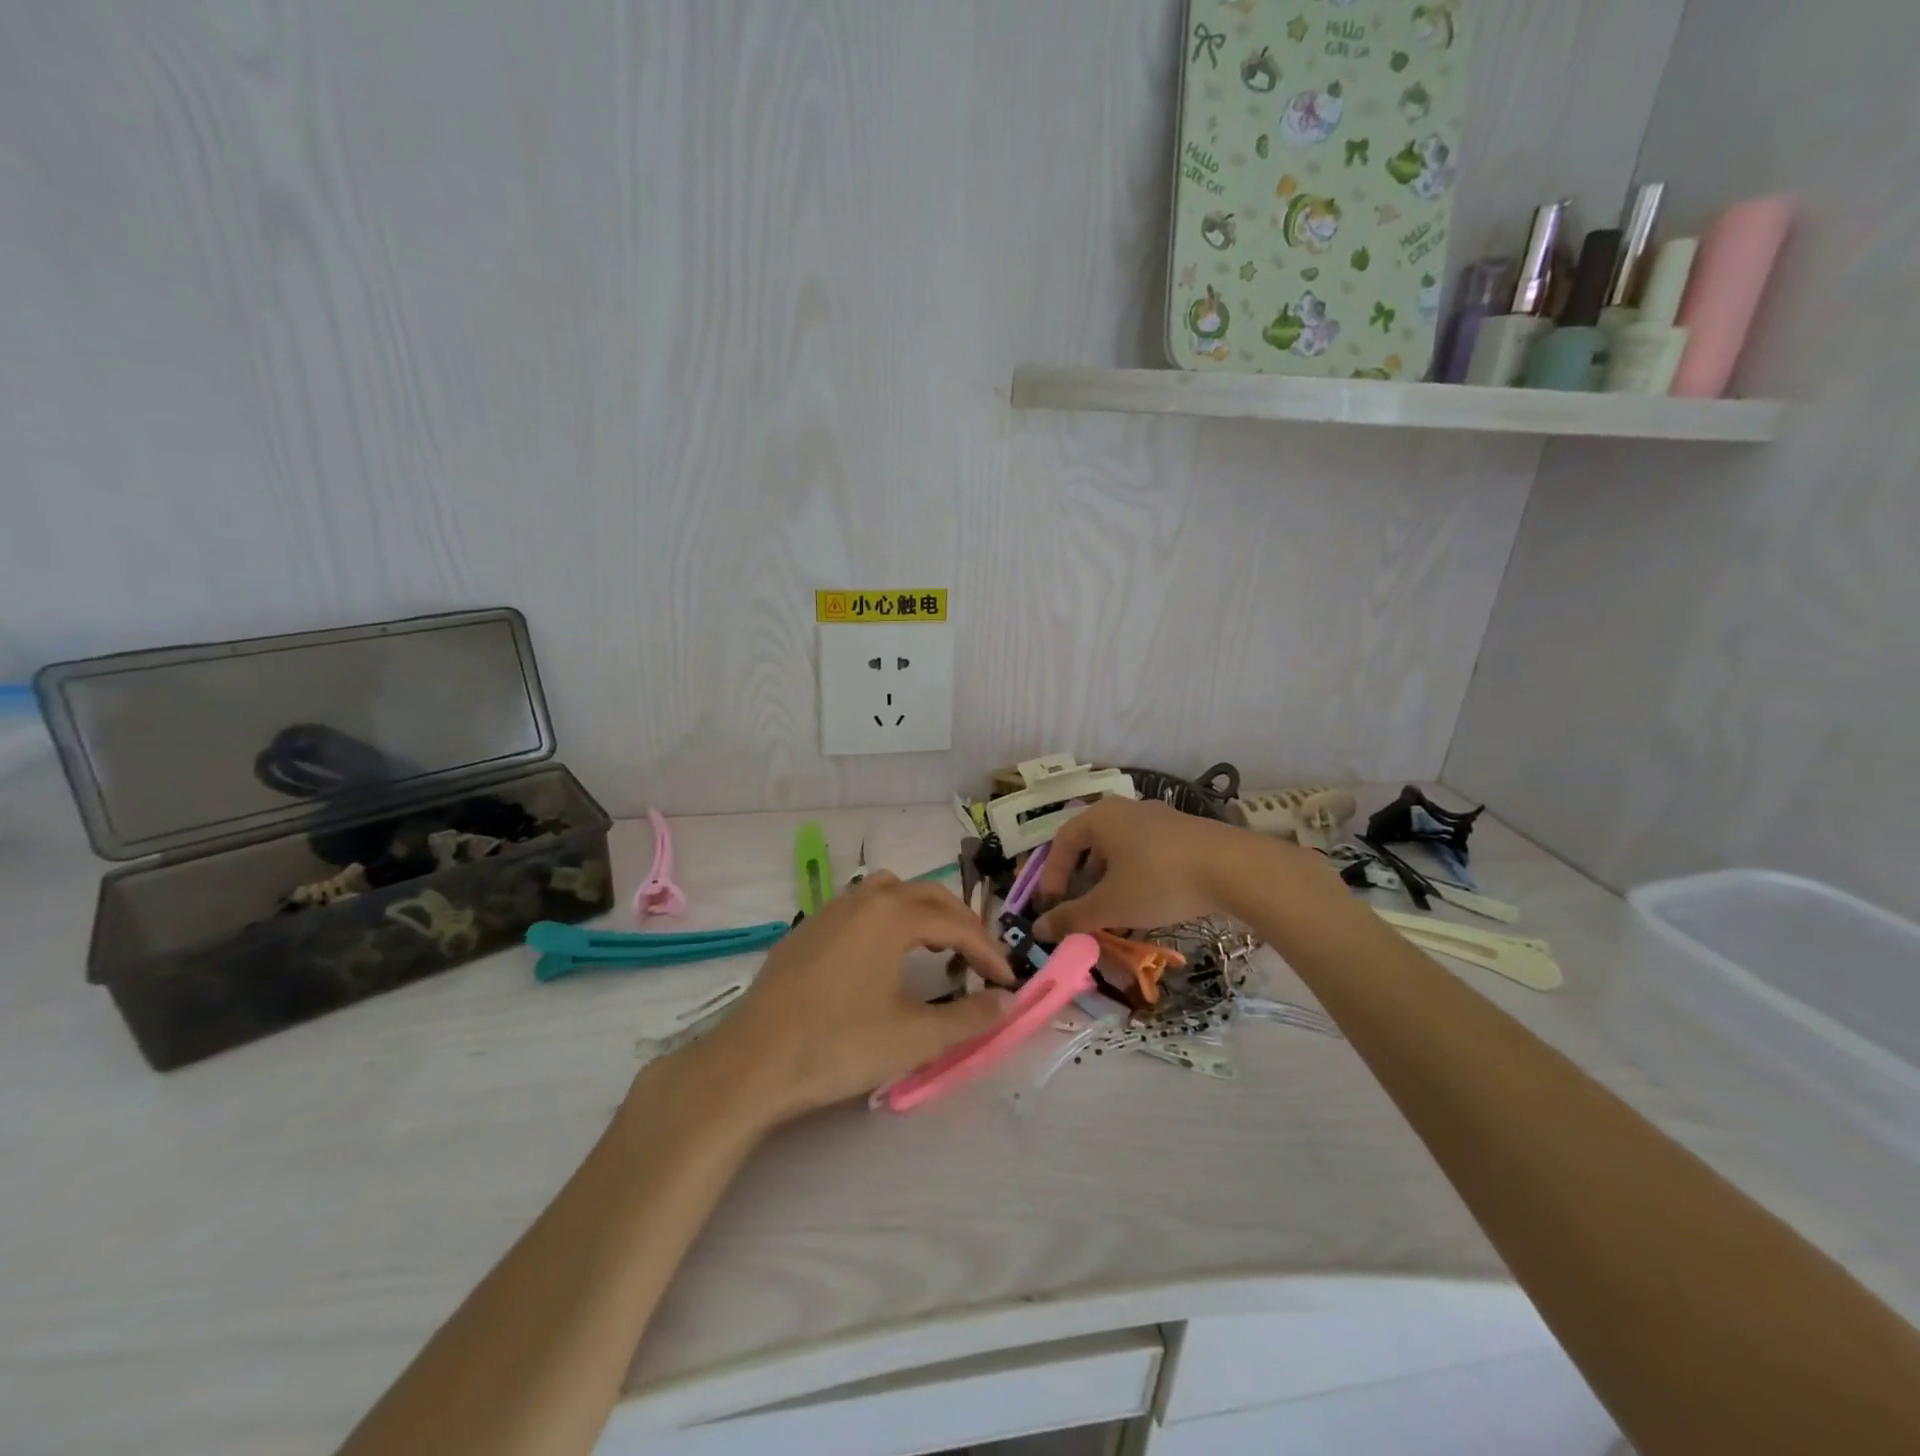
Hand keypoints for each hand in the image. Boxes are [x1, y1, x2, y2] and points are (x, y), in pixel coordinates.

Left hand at [691, 873, 1013, 1125]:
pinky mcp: (806, 930)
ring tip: (935, 948)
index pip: (956, 924)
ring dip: (921, 913)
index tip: (1008, 980)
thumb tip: (1009, 1002)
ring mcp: (829, 911)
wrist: (752, 1062)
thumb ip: (969, 1018)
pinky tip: (882, 957)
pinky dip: (887, 920)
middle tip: (980, 960)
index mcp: (892, 915)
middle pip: (926, 896)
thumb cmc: (839, 1045)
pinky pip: (860, 908)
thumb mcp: (914, 1037)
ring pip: (889, 893)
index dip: (988, 951)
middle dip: (960, 924)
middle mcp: (863, 899)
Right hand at [1032, 798, 1278, 937]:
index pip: (1062, 842)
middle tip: (1080, 908)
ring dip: (1110, 882)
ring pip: (1121, 850)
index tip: (1051, 906)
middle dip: (1082, 880)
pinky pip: (1147, 853)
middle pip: (1092, 844)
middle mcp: (1127, 810)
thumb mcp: (1111, 904)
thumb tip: (1038, 929)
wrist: (1234, 868)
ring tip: (1113, 912)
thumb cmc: (1159, 880)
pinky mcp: (1185, 834)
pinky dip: (1136, 878)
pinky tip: (1148, 904)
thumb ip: (1072, 917)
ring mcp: (1159, 819)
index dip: (1051, 875)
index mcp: (1101, 816)